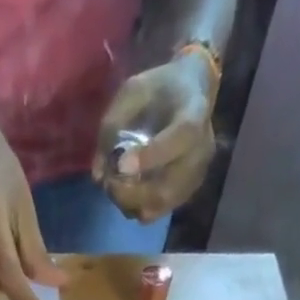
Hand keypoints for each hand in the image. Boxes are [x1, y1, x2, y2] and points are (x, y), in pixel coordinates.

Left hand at [92, 54, 217, 222]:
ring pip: (159, 206)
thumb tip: (98, 175)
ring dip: (130, 203)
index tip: (121, 164)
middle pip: (166, 188)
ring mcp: (196, 175)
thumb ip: (112, 126)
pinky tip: (127, 191)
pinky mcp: (187, 192)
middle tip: (109, 182)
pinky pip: (158, 211)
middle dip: (130, 193)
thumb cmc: (160, 88)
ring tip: (115, 187)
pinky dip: (138, 207)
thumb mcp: (133, 91)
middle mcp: (201, 150)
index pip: (180, 138)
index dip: (150, 156)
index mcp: (194, 113)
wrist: (192, 93)